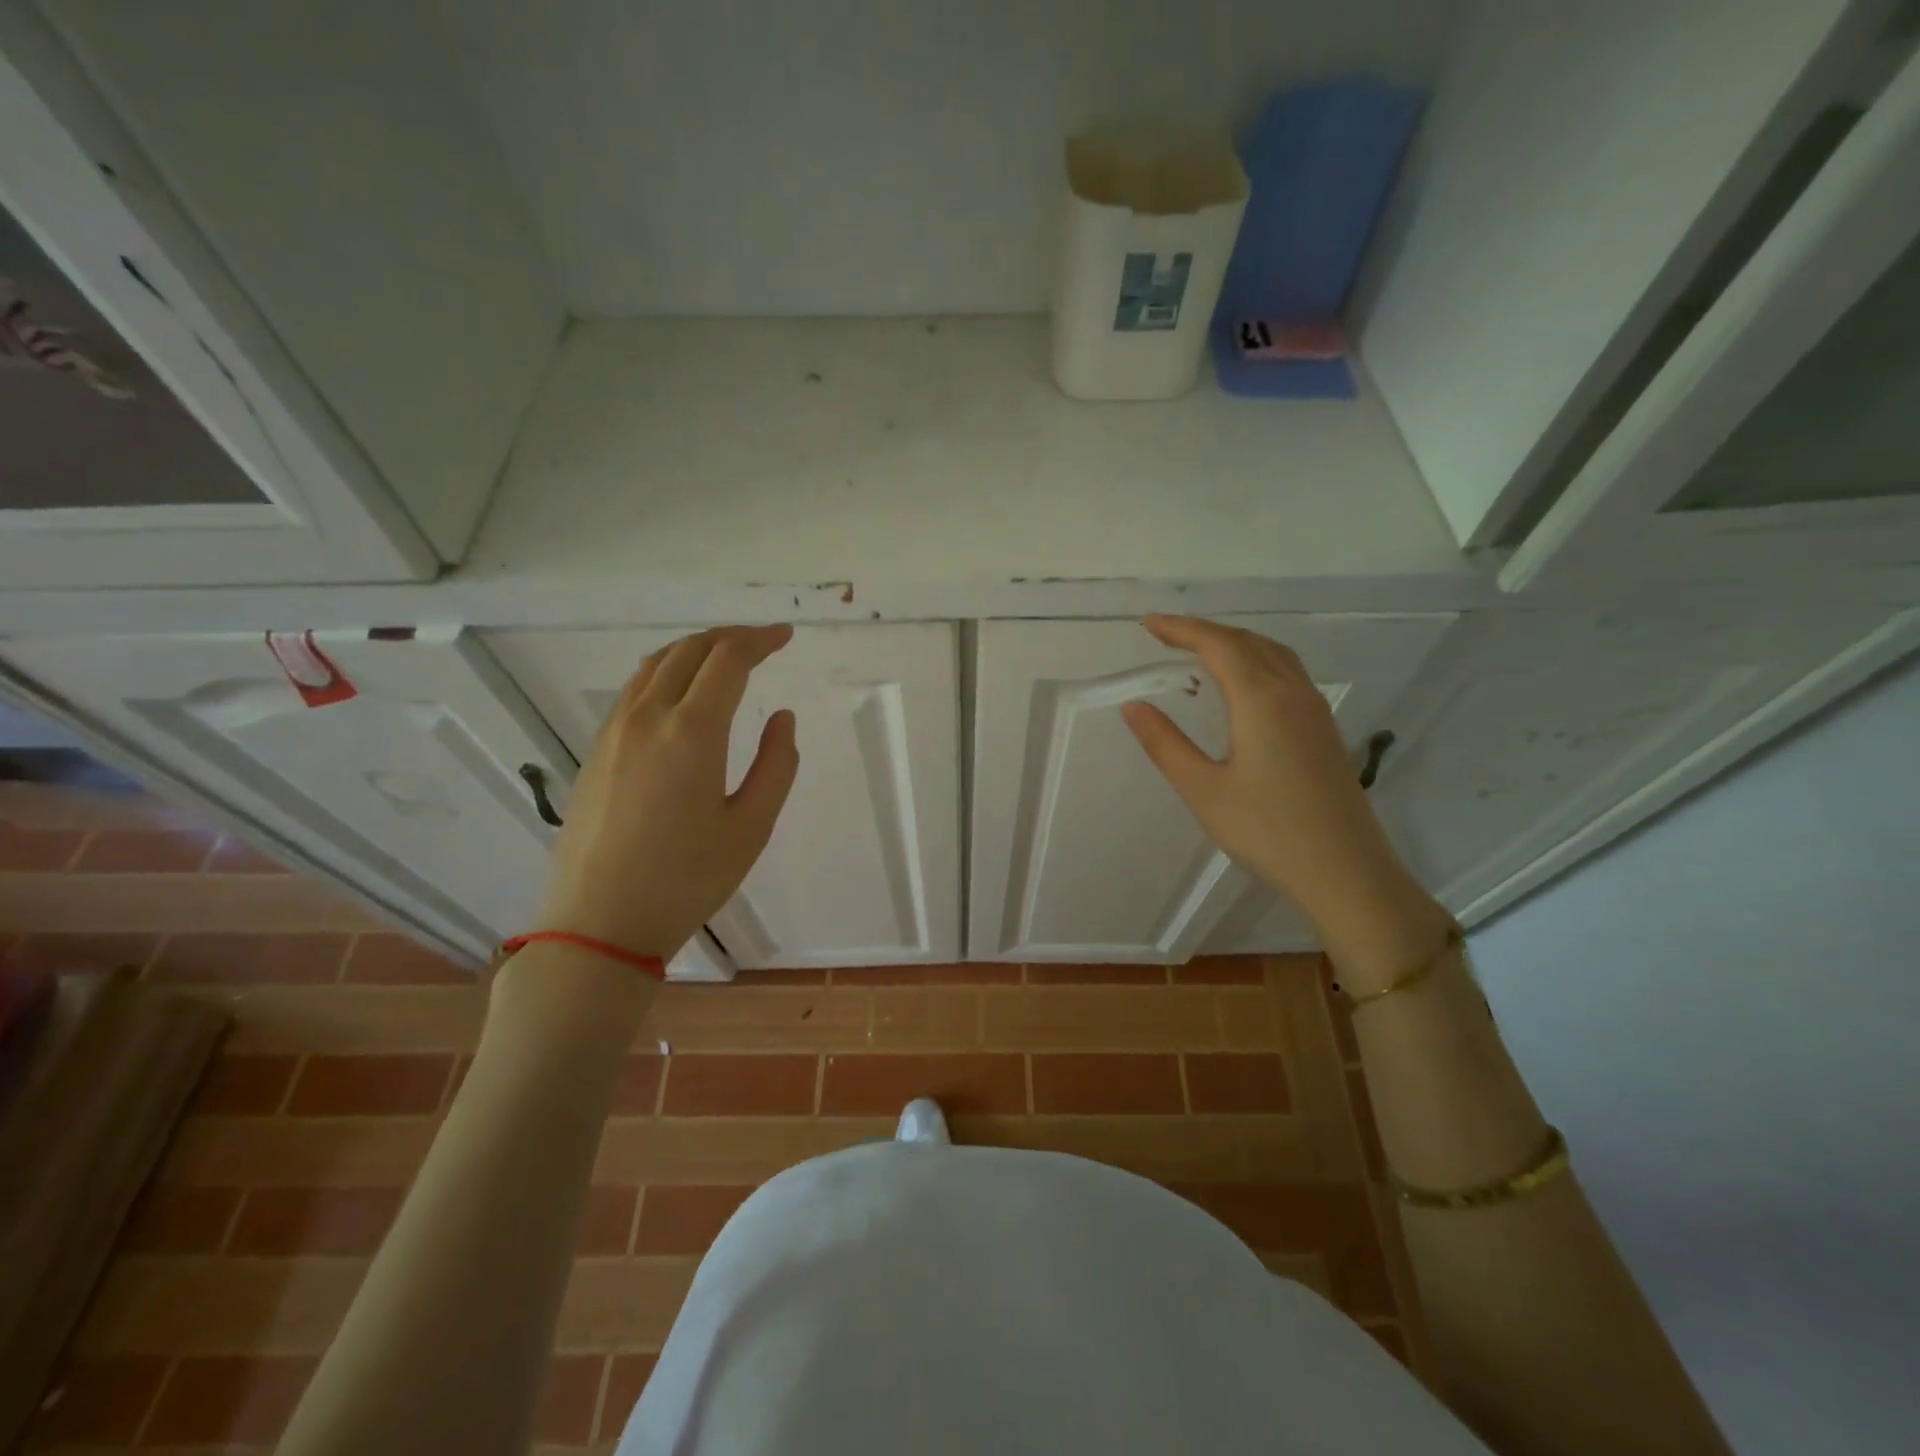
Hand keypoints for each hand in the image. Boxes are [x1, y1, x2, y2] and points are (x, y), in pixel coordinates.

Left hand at [534, 625, 798, 959]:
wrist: (599, 922)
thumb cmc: (686, 879)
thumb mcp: (751, 828)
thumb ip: (776, 765)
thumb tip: (782, 718)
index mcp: (693, 732)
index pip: (728, 660)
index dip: (760, 640)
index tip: (785, 636)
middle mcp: (648, 717)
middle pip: (689, 650)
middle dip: (729, 637)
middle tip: (761, 643)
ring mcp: (615, 731)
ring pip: (655, 665)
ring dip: (694, 649)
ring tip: (724, 658)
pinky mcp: (596, 750)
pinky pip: (634, 689)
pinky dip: (666, 671)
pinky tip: (680, 692)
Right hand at [1120, 615, 1449, 978]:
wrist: (1346, 872)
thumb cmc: (1268, 832)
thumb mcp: (1204, 790)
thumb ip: (1166, 744)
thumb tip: (1134, 706)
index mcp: (1262, 700)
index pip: (1218, 645)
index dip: (1180, 629)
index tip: (1147, 624)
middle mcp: (1292, 693)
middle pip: (1247, 642)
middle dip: (1204, 632)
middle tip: (1164, 635)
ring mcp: (1314, 710)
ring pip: (1272, 654)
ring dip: (1233, 643)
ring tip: (1198, 652)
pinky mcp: (1323, 729)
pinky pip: (1287, 673)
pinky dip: (1255, 661)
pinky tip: (1241, 685)